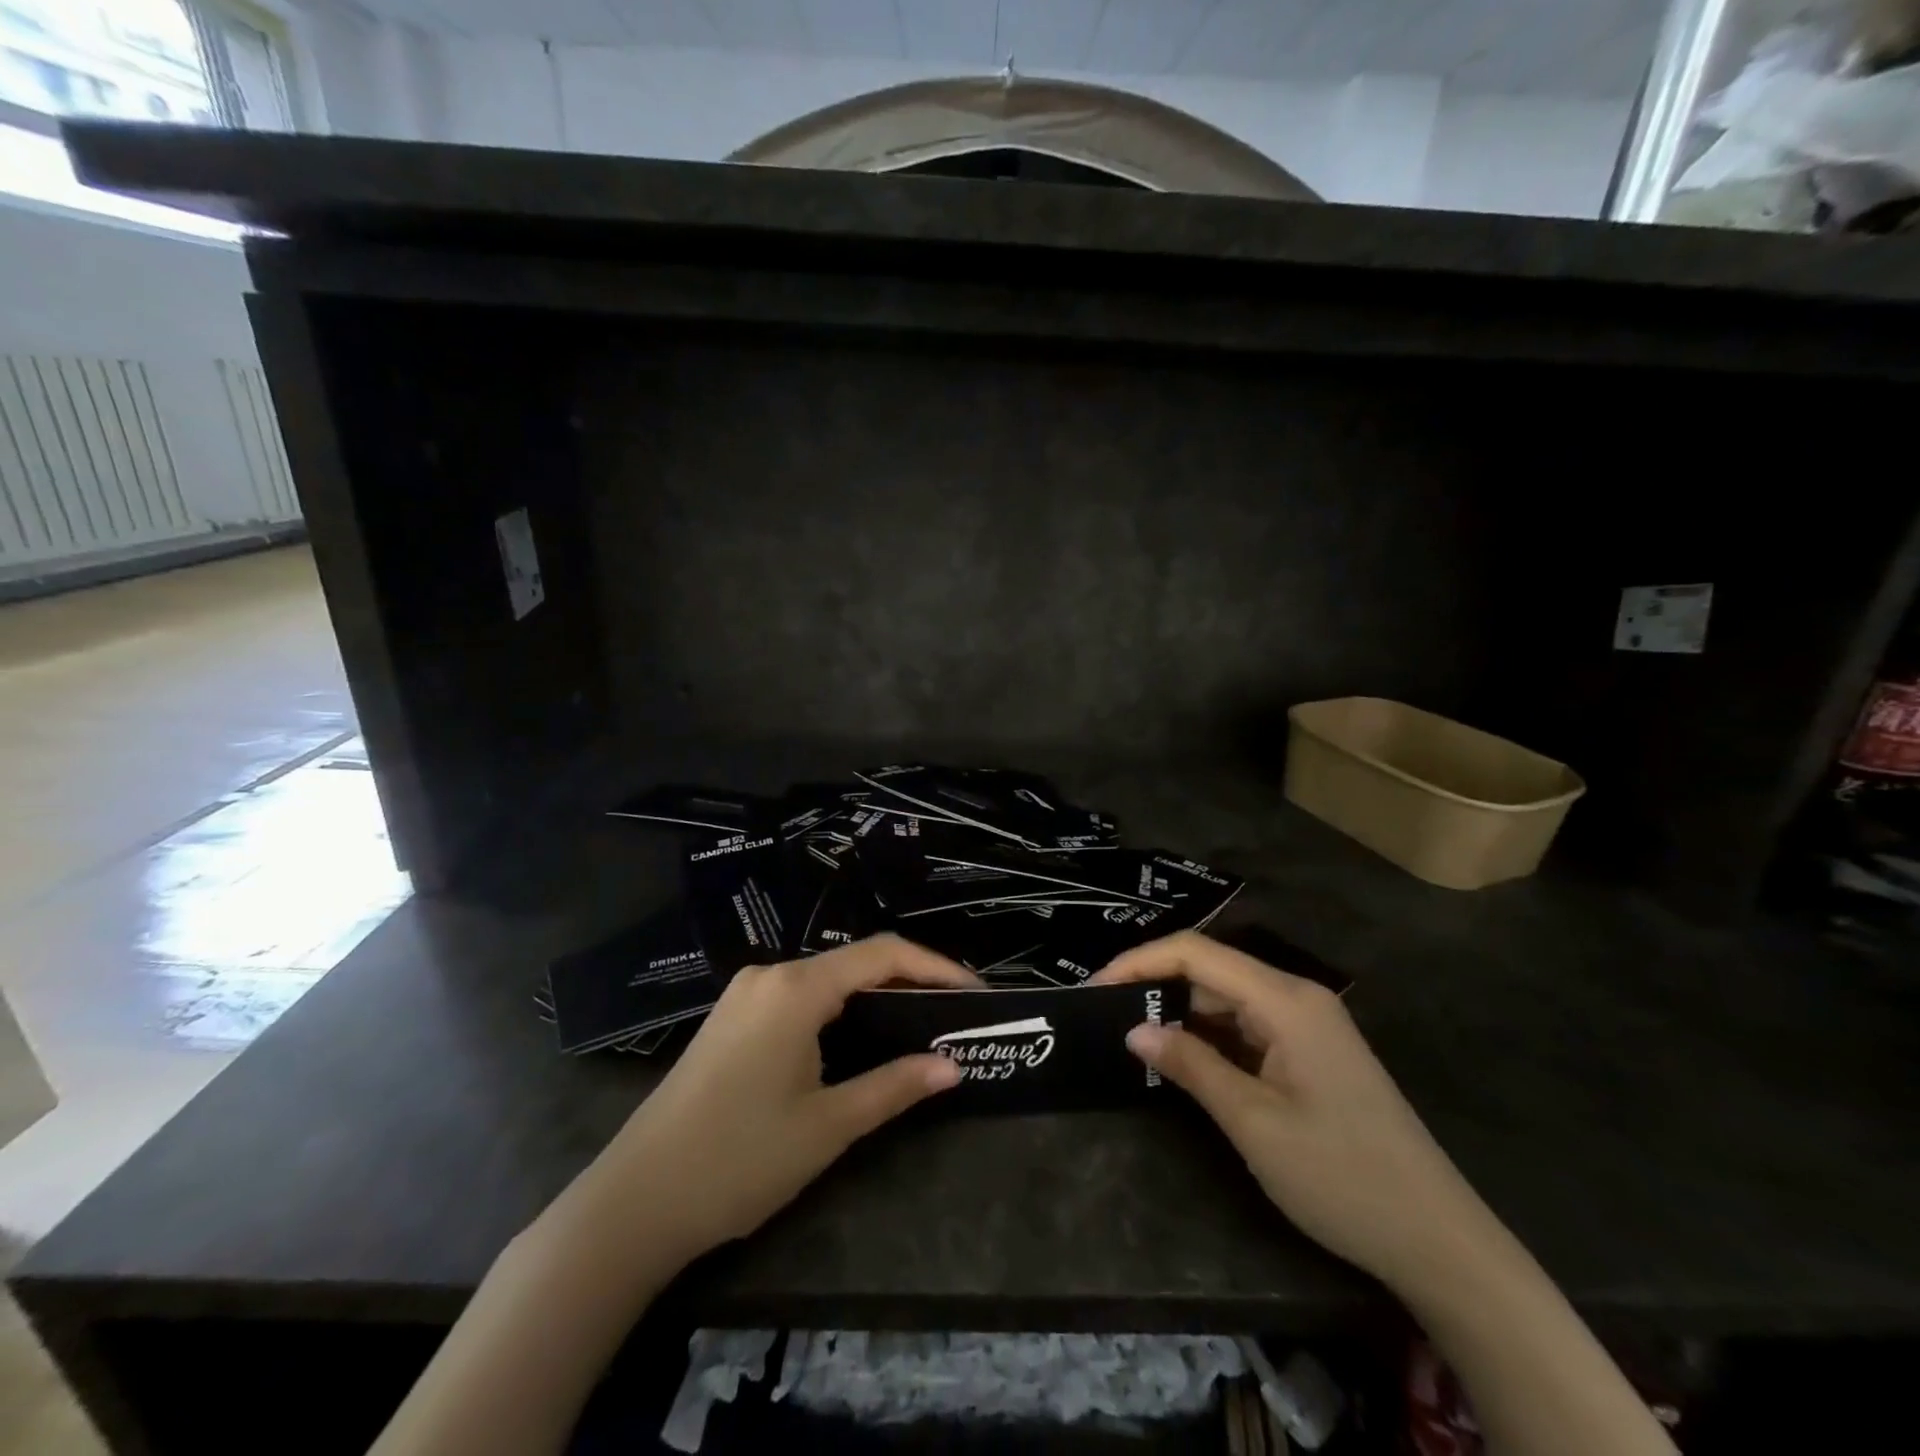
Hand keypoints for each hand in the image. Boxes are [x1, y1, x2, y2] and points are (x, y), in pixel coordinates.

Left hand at [567, 934, 978, 1264]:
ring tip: (914, 1026)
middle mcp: (770, 976)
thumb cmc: (739, 1160)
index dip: (935, 966)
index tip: (974, 993)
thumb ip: (894, 1087)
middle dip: (907, 981)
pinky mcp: (730, 1019)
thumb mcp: (828, 1126)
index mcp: (796, 988)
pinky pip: (798, 998)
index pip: (883, 954)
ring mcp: (745, 995)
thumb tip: (952, 1066)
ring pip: (826, 980)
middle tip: (950, 1014)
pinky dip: (838, 1010)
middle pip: (854, 962)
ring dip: (872, 997)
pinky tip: (856, 1039)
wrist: (633, 1203)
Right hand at [1091, 931, 1489, 1294]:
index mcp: (1285, 999)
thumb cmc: (1343, 1177)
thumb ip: (1190, 1065)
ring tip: (1132, 1034)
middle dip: (1156, 985)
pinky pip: (1247, 1026)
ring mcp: (1308, 1024)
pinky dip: (1210, 1036)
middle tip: (1105, 1016)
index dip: (1140, 962)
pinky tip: (1183, 1056)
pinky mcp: (1311, 1052)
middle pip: (1211, 970)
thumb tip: (1133, 1028)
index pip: (1196, 953)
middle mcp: (1297, 997)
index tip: (1094, 989)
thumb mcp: (1253, 1122)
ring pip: (1227, 998)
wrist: (1440, 1242)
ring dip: (1181, 1012)